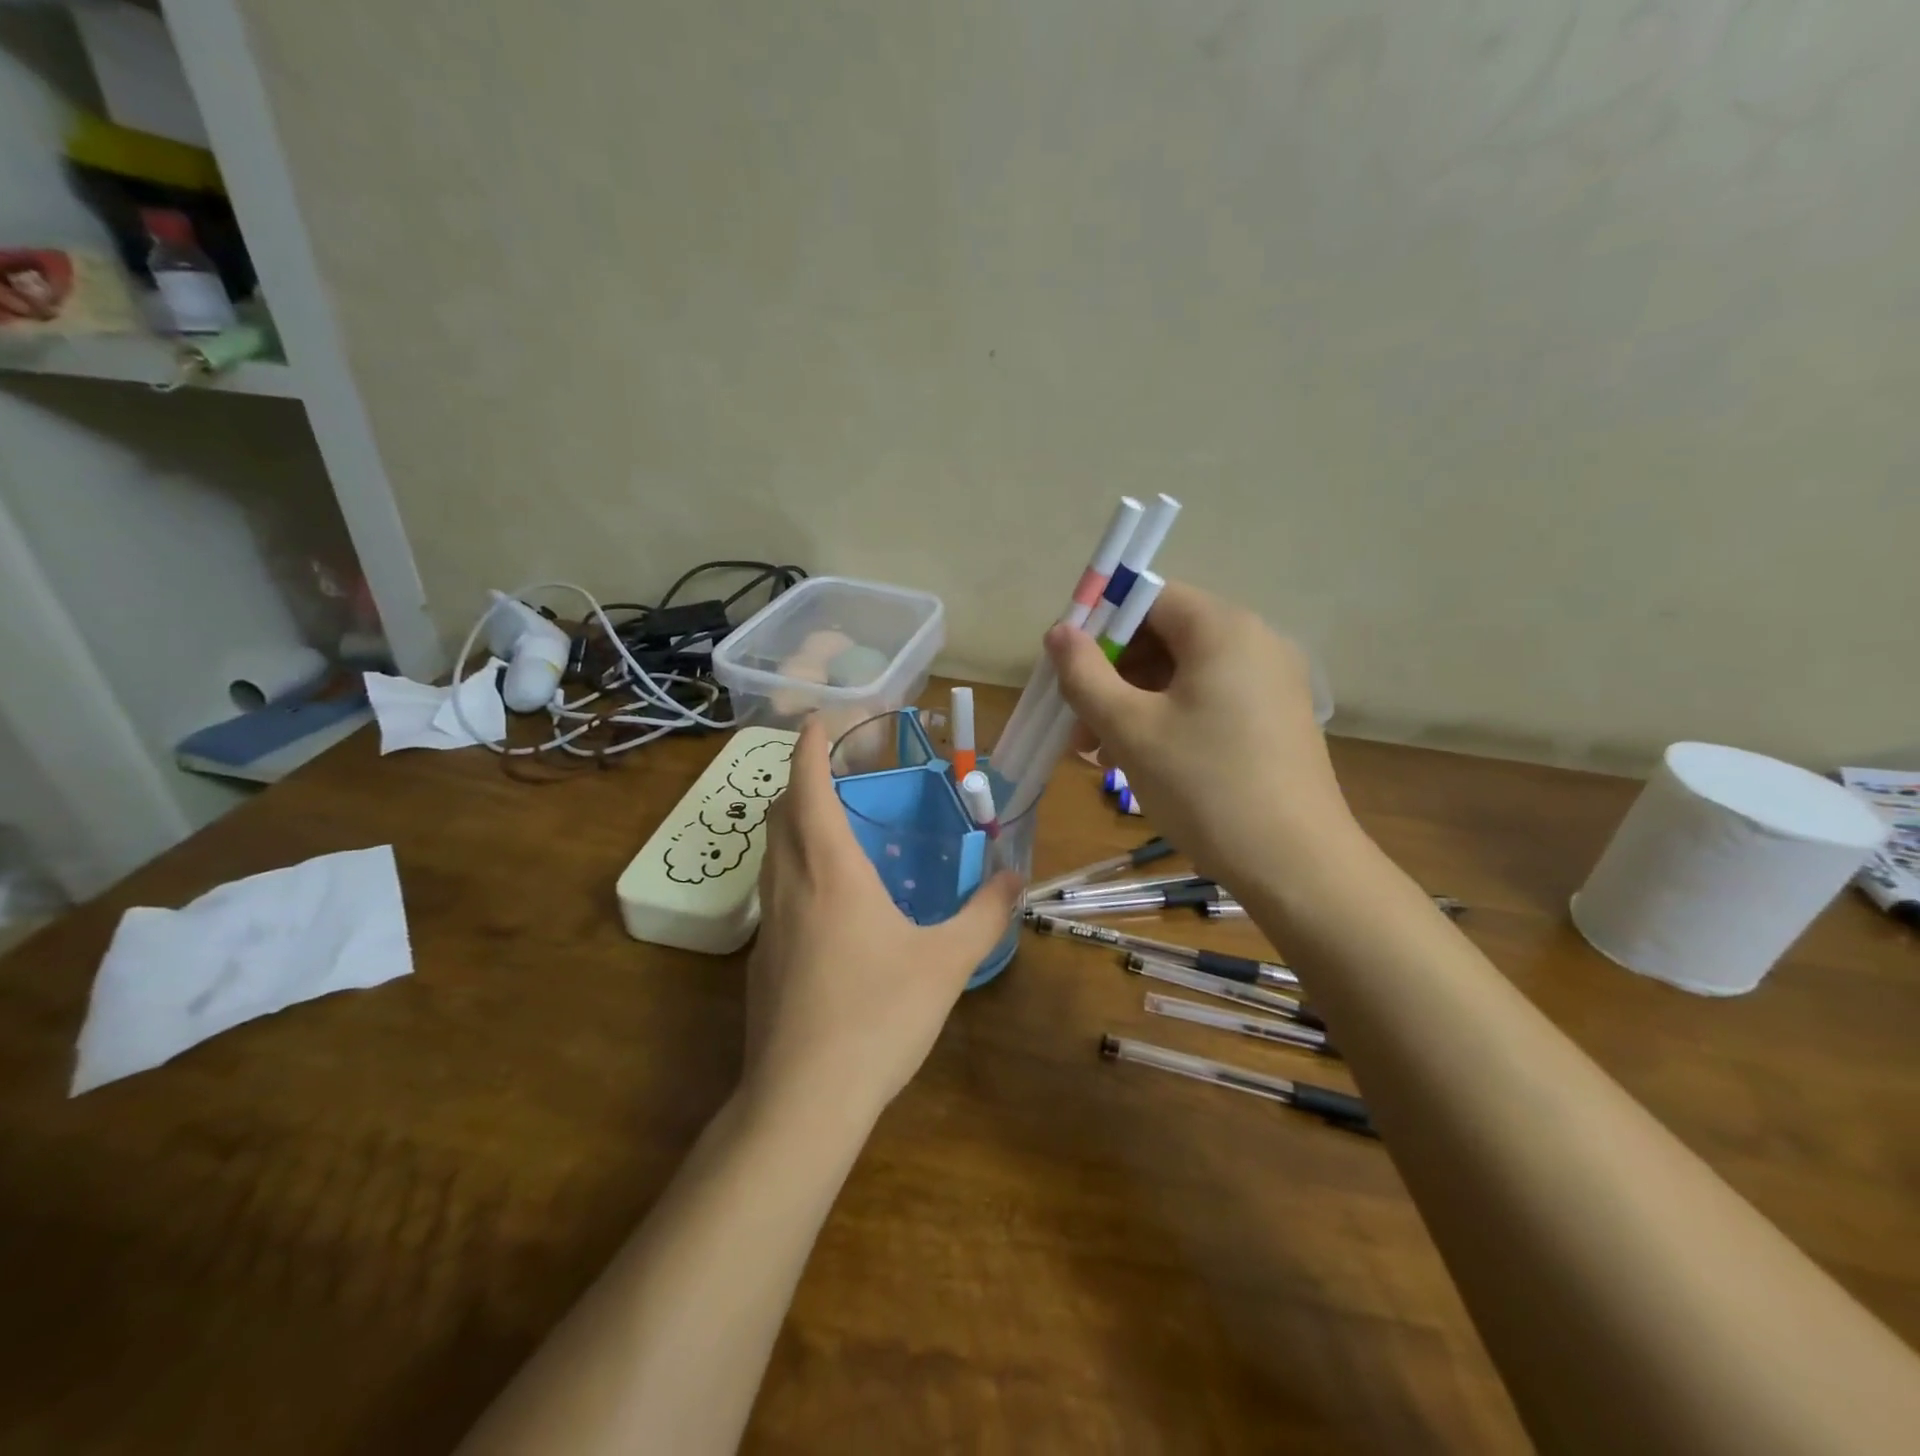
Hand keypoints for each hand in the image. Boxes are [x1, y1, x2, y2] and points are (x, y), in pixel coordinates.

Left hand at [744, 719, 1022, 1124]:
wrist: (803, 1099)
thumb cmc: (877, 1015)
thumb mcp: (946, 961)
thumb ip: (985, 914)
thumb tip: (1017, 877)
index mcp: (830, 869)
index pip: (808, 787)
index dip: (811, 747)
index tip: (818, 721)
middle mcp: (790, 884)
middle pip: (781, 813)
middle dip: (800, 780)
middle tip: (835, 772)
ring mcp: (769, 924)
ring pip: (771, 852)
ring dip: (792, 823)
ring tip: (831, 824)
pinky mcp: (762, 958)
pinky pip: (773, 890)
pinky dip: (793, 867)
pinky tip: (826, 899)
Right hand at [1046, 581, 1357, 885]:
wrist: (1295, 866)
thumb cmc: (1204, 787)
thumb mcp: (1130, 729)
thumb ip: (1085, 674)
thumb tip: (1058, 631)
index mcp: (1222, 629)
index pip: (1148, 599)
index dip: (1099, 627)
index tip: (1067, 670)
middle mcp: (1254, 642)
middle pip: (1164, 637)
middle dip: (1111, 676)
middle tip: (1077, 726)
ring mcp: (1270, 682)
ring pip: (1182, 675)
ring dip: (1133, 704)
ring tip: (1100, 755)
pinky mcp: (1275, 719)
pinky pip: (1208, 701)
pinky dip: (1168, 720)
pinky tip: (1141, 761)